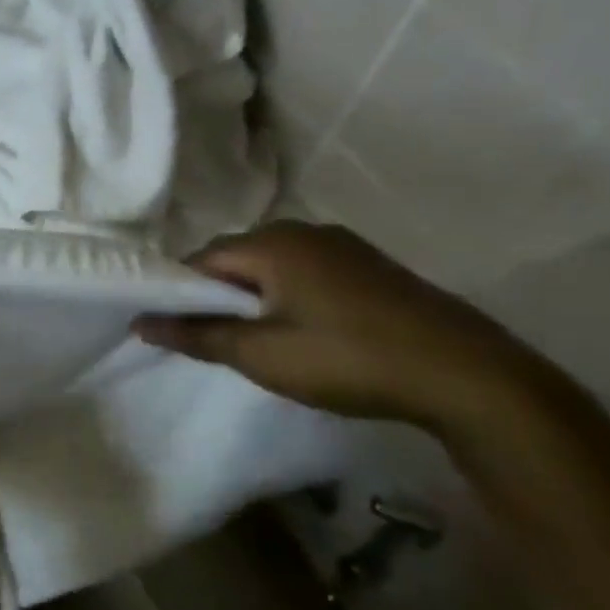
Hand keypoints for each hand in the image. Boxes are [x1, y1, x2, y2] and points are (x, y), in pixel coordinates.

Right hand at [133, 221, 561, 433]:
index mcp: (272, 243)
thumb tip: (138, 323)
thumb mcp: (260, 354)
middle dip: (216, 295)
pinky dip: (288, 297)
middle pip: (236, 258)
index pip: (200, 259)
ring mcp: (345, 246)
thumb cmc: (348, 360)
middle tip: (214, 340)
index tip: (174, 328)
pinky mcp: (373, 268)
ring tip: (257, 340)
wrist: (471, 378)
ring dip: (253, 297)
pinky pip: (306, 273)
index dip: (179, 293)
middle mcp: (305, 231)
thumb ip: (195, 335)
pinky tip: (302, 333)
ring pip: (272, 266)